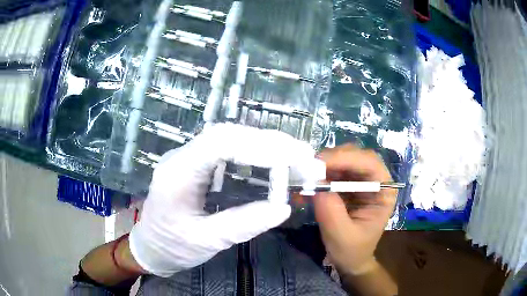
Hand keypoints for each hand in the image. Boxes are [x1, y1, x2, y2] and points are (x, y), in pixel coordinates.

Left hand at [129, 123, 320, 276]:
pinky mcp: (195, 165)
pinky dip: (252, 153)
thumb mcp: (206, 241)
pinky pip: (225, 151)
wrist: (151, 247)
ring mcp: (187, 158)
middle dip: (267, 141)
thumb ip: (243, 225)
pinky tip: (270, 162)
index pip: (218, 143)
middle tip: (302, 153)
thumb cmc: (172, 247)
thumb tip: (283, 209)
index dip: (258, 144)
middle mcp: (181, 157)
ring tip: (293, 156)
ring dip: (262, 144)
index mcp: (177, 174)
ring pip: (228, 139)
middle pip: (226, 135)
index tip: (292, 155)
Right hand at [313, 144, 396, 274]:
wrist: (350, 261)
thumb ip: (330, 209)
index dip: (347, 158)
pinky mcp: (346, 186)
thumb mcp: (341, 234)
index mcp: (384, 192)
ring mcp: (360, 182)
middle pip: (356, 156)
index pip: (370, 164)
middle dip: (333, 159)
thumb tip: (314, 181)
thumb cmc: (352, 250)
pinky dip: (317, 176)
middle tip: (309, 167)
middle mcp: (374, 181)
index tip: (320, 163)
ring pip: (342, 161)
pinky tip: (305, 186)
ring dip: (322, 167)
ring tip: (305, 177)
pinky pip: (332, 173)